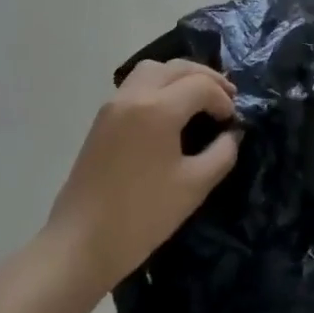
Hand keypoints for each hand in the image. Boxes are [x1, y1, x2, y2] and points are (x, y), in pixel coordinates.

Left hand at [47, 59, 240, 287]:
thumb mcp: (193, 187)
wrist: (79, 245)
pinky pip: (137, 84)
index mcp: (158, 108)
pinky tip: (170, 110)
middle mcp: (135, 95)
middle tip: (227, 98)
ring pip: (154, 69)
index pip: (201, 86)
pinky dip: (160, 85)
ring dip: (180, 76)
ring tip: (199, 97)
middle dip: (207, 78)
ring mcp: (114, 104)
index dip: (223, 99)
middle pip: (178, 68)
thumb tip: (232, 133)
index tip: (234, 121)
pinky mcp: (102, 119)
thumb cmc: (141, 216)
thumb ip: (221, 154)